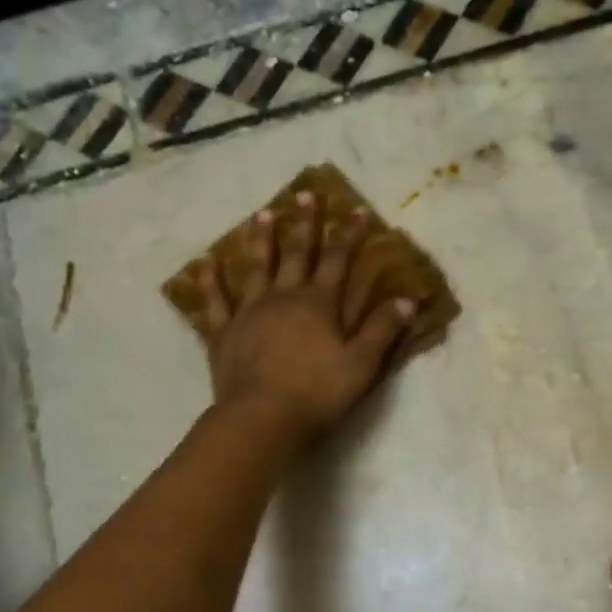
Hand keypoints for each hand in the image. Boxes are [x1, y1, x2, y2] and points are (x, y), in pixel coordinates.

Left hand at [182, 197, 413, 441]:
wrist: (262, 417)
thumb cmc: (317, 393)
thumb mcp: (361, 364)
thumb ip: (382, 331)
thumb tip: (406, 300)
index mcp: (318, 304)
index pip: (338, 261)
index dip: (348, 235)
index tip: (355, 208)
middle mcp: (283, 298)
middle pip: (296, 254)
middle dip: (304, 224)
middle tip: (305, 194)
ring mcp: (249, 312)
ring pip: (256, 268)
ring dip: (260, 240)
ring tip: (262, 214)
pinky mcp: (224, 333)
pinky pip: (215, 301)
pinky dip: (210, 281)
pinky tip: (205, 262)